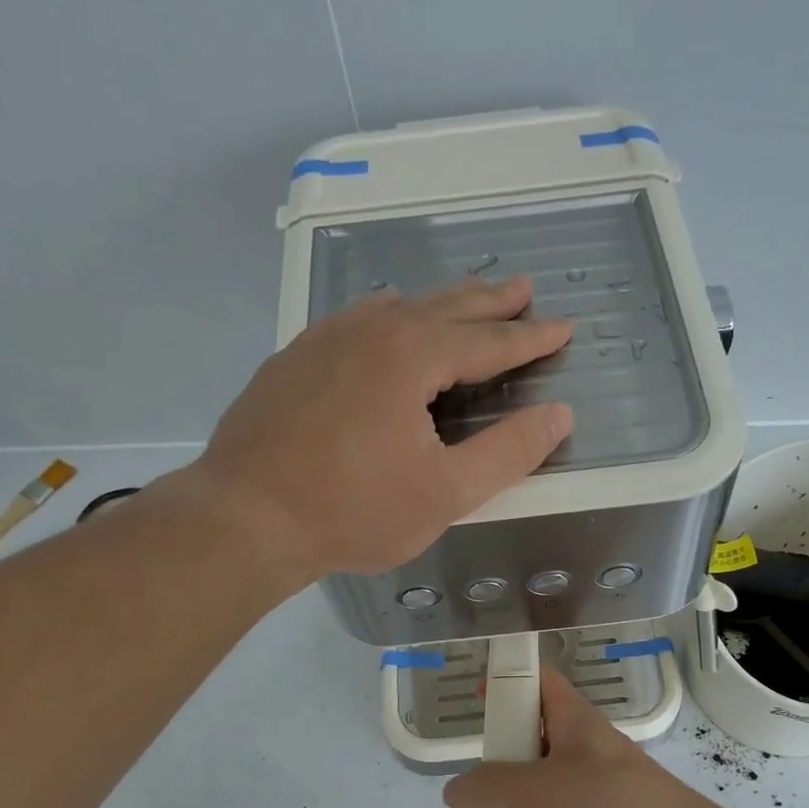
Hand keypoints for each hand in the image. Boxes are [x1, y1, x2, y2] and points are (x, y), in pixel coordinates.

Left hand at [187, 276, 572, 581]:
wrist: (245, 518)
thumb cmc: (354, 511)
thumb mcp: (446, 492)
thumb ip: (508, 452)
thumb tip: (559, 415)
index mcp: (411, 356)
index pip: (487, 341)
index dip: (529, 338)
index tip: (563, 328)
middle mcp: (370, 331)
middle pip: (444, 308)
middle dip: (489, 301)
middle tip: (523, 289)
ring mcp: (324, 340)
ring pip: (397, 308)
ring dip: (439, 303)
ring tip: (466, 297)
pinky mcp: (293, 360)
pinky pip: (354, 320)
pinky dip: (387, 315)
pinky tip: (385, 316)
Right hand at [444, 667, 749, 807]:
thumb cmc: (604, 806)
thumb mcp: (534, 788)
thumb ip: (486, 787)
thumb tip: (457, 793)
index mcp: (571, 723)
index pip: (538, 684)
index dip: (507, 682)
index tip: (475, 694)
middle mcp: (574, 756)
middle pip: (521, 750)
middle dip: (486, 776)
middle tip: (465, 801)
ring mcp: (579, 801)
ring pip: (525, 802)